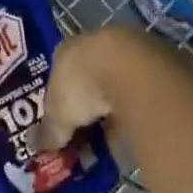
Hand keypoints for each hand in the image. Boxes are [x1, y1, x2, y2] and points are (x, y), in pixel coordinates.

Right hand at [35, 26, 152, 151]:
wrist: (131, 69)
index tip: (62, 124)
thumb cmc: (83, 86)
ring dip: (113, 109)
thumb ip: (49, 132)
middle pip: (88, 80)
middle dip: (87, 107)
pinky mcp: (153, 62)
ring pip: (115, 85)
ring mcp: (125, 51)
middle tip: (87, 135)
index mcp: (66, 50)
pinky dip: (135, 110)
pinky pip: (138, 92)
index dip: (59, 101)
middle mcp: (94, 45)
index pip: (58, 75)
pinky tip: (134, 131)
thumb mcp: (58, 116)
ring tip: (112, 139)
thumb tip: (39, 148)